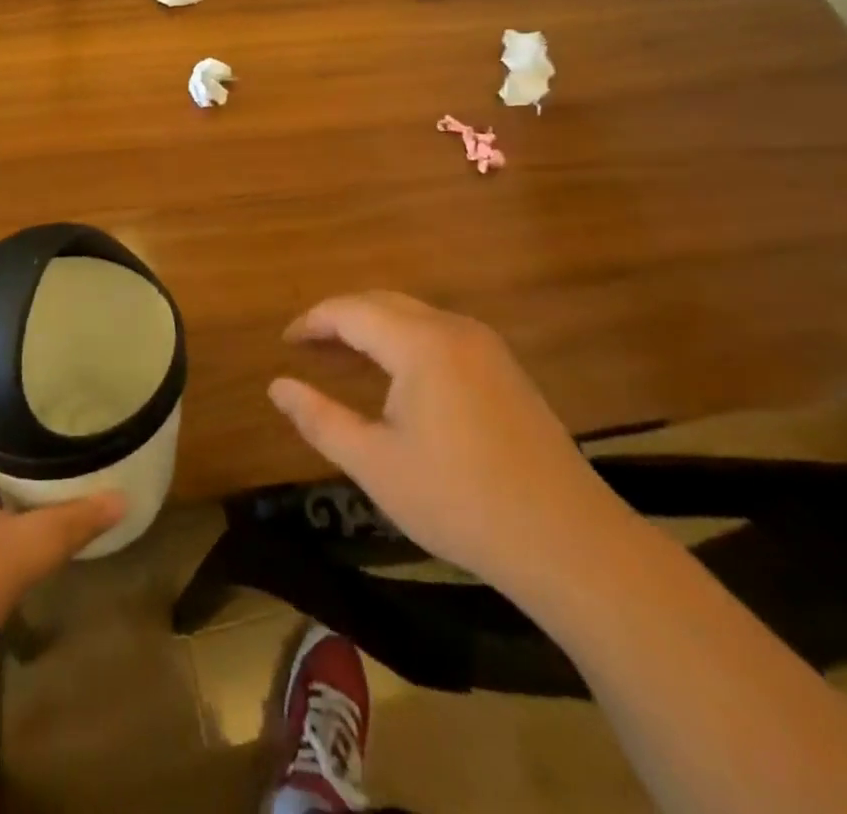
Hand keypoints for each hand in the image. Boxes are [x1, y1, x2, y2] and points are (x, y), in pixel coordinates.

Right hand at [268, 292, 631, 592]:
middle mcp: (453, 329)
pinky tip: (395, 378)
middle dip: (340, 320)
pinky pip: (439, 335)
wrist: (569, 542)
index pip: (350, 311)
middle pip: (382, 304)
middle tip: (307, 349)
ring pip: (413, 317)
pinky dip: (404, 343)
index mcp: (420, 343)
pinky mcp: (505, 369)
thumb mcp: (375, 464)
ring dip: (373, 330)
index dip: (312, 322)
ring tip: (341, 361)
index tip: (285, 343)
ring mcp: (486, 346)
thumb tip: (277, 386)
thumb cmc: (460, 501)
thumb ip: (319, 419)